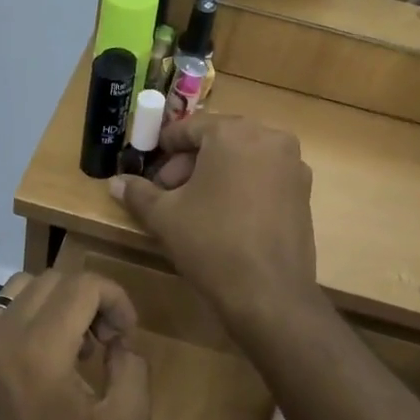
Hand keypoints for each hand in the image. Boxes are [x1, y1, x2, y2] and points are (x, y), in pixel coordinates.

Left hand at [0, 271, 150, 419]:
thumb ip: (134, 369)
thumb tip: (120, 341)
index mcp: (42, 351)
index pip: (83, 285)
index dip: (116, 299)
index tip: (125, 337)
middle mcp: (2, 336)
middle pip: (54, 281)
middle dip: (90, 301)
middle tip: (105, 344)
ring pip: (21, 287)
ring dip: (55, 304)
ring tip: (71, 346)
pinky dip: (14, 313)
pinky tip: (30, 347)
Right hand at [110, 115, 318, 329]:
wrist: (268, 293)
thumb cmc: (210, 243)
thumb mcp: (164, 216)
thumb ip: (138, 193)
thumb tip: (115, 182)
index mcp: (234, 133)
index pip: (191, 127)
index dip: (165, 146)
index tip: (150, 167)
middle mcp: (269, 139)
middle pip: (220, 140)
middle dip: (190, 163)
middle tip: (167, 191)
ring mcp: (292, 166)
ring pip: (243, 158)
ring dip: (216, 174)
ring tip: (194, 207)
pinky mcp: (304, 193)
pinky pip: (264, 177)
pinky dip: (242, 187)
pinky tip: (225, 217)